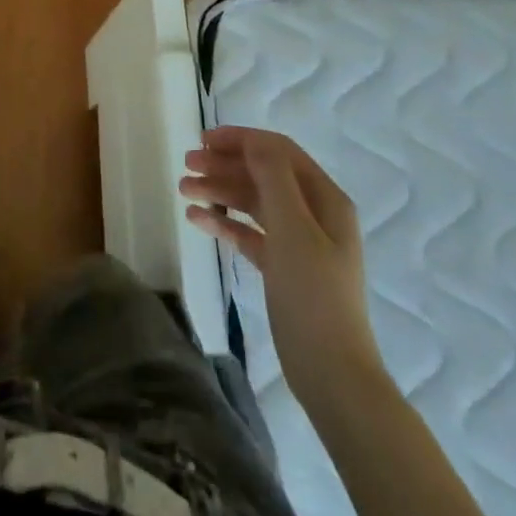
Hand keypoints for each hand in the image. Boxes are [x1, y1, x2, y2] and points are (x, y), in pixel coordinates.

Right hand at [179, 127, 385, 405]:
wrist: (332, 375)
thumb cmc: (313, 295)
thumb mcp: (292, 228)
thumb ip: (272, 177)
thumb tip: (252, 141)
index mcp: (325, 198)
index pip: (278, 151)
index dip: (241, 140)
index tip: (203, 140)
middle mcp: (314, 214)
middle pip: (263, 174)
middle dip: (224, 165)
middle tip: (186, 165)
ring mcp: (299, 242)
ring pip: (253, 202)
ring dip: (220, 191)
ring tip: (183, 190)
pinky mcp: (284, 268)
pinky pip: (250, 233)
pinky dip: (225, 223)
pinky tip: (197, 220)